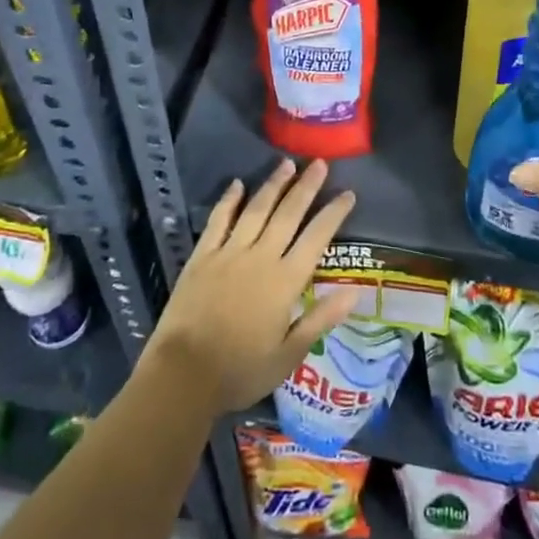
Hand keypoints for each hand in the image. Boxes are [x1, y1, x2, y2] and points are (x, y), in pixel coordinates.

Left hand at [143, 159, 360, 416]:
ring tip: (287, 164)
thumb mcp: (289, 355)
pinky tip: (237, 184)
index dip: (333, 213)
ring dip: (273, 185)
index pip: (316, 238)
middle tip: (320, 163)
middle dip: (306, 187)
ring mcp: (229, 253)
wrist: (183, 375)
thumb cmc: (241, 371)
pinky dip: (229, 201)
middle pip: (288, 214)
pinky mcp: (202, 256)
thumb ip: (321, 319)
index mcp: (285, 281)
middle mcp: (260, 257)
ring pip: (256, 210)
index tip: (347, 193)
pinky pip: (218, 221)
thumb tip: (354, 292)